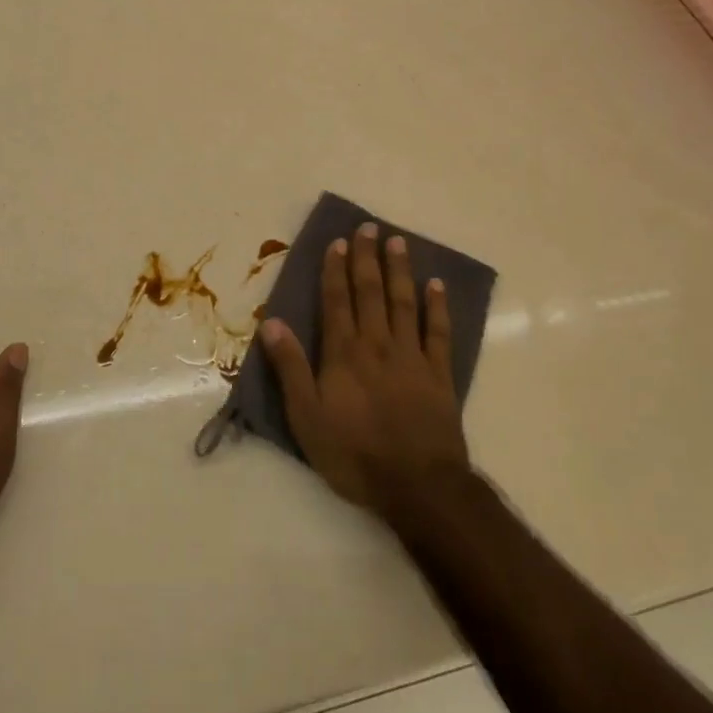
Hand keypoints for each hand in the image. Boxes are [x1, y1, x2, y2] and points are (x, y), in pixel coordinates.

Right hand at [261, 223, 470, 517]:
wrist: (417, 485)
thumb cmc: (354, 454)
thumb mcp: (306, 416)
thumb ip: (290, 367)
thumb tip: (272, 322)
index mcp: (344, 353)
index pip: (337, 301)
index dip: (335, 270)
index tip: (337, 242)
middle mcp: (378, 344)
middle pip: (371, 292)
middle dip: (367, 258)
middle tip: (368, 227)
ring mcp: (412, 356)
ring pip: (404, 302)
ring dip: (400, 270)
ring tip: (398, 241)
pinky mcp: (439, 374)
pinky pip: (438, 332)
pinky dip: (437, 306)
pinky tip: (436, 285)